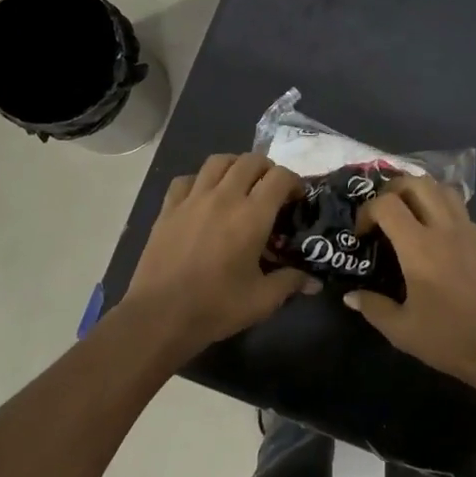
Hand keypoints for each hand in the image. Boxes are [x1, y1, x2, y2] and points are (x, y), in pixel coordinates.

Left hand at [119, 153, 317, 360]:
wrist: (160, 315)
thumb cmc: (216, 307)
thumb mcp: (262, 300)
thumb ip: (290, 282)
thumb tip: (315, 281)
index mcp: (251, 216)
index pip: (279, 177)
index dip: (294, 182)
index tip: (297, 199)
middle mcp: (224, 197)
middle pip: (250, 161)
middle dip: (267, 169)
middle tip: (271, 190)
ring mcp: (192, 200)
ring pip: (218, 161)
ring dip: (235, 166)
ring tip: (239, 184)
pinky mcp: (168, 209)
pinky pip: (186, 179)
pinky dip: (200, 181)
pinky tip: (203, 197)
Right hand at [345, 175, 475, 391]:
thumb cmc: (449, 339)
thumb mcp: (401, 330)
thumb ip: (373, 307)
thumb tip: (351, 295)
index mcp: (420, 248)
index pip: (387, 204)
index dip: (366, 211)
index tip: (361, 235)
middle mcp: (445, 229)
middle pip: (416, 183)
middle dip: (391, 190)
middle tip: (382, 214)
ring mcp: (469, 232)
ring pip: (442, 189)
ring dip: (419, 193)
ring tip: (407, 216)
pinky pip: (459, 208)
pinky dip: (440, 208)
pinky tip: (434, 236)